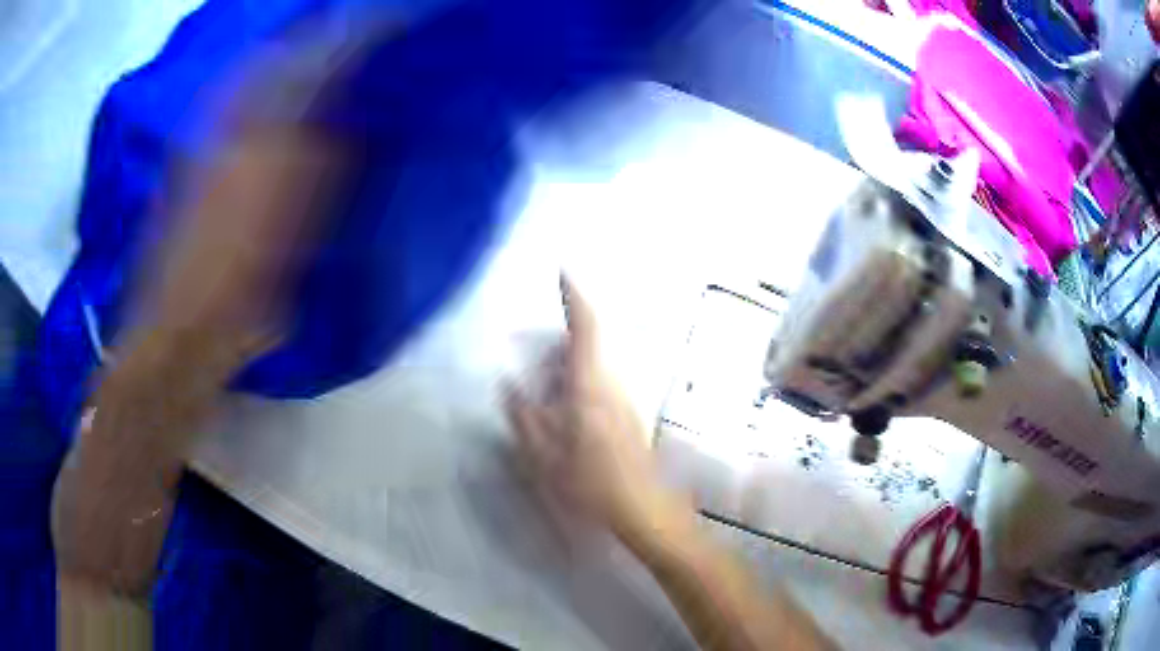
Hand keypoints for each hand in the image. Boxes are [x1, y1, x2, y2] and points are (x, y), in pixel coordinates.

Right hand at [505, 276, 672, 536]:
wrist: (644, 509)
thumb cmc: (592, 484)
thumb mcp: (544, 456)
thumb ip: (524, 417)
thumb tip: (509, 385)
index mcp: (590, 386)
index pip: (586, 327)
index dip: (574, 296)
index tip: (563, 272)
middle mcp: (612, 384)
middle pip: (588, 345)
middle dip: (560, 340)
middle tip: (533, 356)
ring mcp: (624, 399)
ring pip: (594, 366)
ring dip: (569, 365)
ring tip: (544, 388)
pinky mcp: (629, 415)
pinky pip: (599, 384)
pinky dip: (578, 383)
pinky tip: (565, 413)